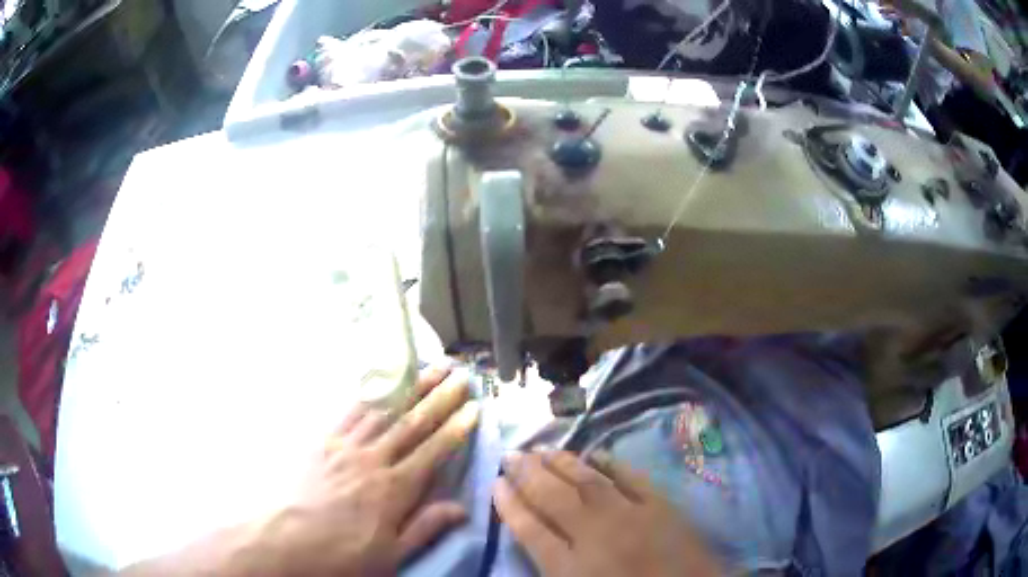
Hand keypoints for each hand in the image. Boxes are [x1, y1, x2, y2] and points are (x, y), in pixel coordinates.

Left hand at [260, 366, 478, 576]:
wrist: (284, 539)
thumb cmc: (341, 553)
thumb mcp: (390, 555)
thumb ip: (425, 528)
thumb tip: (462, 508)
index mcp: (393, 489)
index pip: (432, 452)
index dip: (456, 428)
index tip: (474, 407)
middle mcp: (373, 459)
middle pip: (411, 423)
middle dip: (439, 397)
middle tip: (461, 374)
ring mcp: (345, 445)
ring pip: (384, 410)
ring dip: (411, 387)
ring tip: (430, 367)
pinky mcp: (323, 440)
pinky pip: (350, 411)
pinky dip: (370, 393)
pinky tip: (382, 381)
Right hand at [494, 451, 722, 576]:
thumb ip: (554, 569)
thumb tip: (537, 540)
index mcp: (572, 569)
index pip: (530, 530)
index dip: (510, 505)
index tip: (495, 483)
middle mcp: (596, 536)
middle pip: (554, 499)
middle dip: (528, 475)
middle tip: (511, 453)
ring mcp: (632, 517)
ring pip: (588, 482)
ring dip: (562, 463)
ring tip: (542, 448)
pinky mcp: (663, 507)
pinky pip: (632, 478)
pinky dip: (613, 463)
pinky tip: (597, 454)